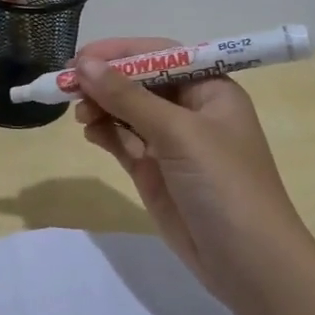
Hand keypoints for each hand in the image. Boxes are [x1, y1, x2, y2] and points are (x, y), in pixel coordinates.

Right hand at [72, 39, 314, 305]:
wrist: (246, 261)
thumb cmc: (223, 184)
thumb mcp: (177, 132)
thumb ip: (127, 97)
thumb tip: (83, 64)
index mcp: (211, 90)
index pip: (161, 56)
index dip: (120, 53)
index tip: (79, 59)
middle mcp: (191, 111)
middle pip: (139, 82)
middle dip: (105, 81)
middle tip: (68, 87)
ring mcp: (171, 143)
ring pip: (126, 111)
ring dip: (101, 107)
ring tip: (80, 115)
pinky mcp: (154, 171)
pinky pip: (122, 141)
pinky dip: (104, 133)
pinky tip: (90, 132)